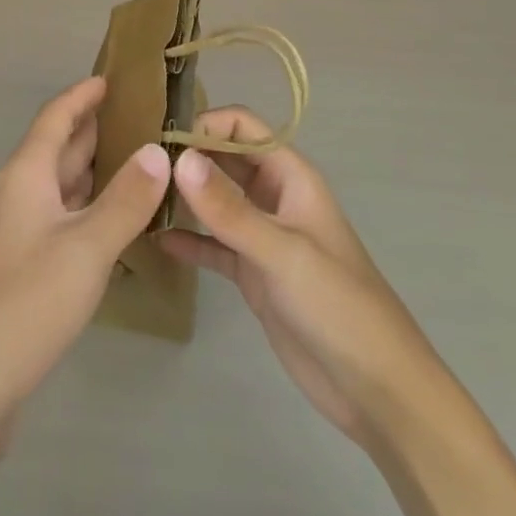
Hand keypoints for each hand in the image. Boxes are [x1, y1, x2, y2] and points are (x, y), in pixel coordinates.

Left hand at [0, 77, 170, 515]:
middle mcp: (19, 192)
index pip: (56, 116)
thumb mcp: (86, 248)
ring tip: (142, 159)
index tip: (115, 77)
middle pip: (60, 147)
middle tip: (146, 116)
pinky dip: (90, 205)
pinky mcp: (22, 263)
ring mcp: (18, 230)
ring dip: (97, 168)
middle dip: (98, 128)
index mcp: (26, 174)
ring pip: (62, 184)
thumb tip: (160, 150)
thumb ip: (126, 199)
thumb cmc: (25, 303)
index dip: (83, 94)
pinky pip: (62, 215)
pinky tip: (118, 218)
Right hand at [159, 105, 422, 445]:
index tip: (162, 143)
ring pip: (215, 201)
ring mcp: (262, 235)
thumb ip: (229, 208)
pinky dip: (189, 241)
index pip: (242, 127)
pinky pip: (213, 245)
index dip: (205, 125)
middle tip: (139, 167)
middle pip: (224, 159)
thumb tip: (179, 158)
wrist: (377, 389)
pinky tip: (156, 242)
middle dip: (187, 158)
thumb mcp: (281, 251)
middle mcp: (273, 196)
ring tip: (138, 198)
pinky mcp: (252, 273)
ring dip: (184, 197)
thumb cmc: (337, 304)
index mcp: (289, 175)